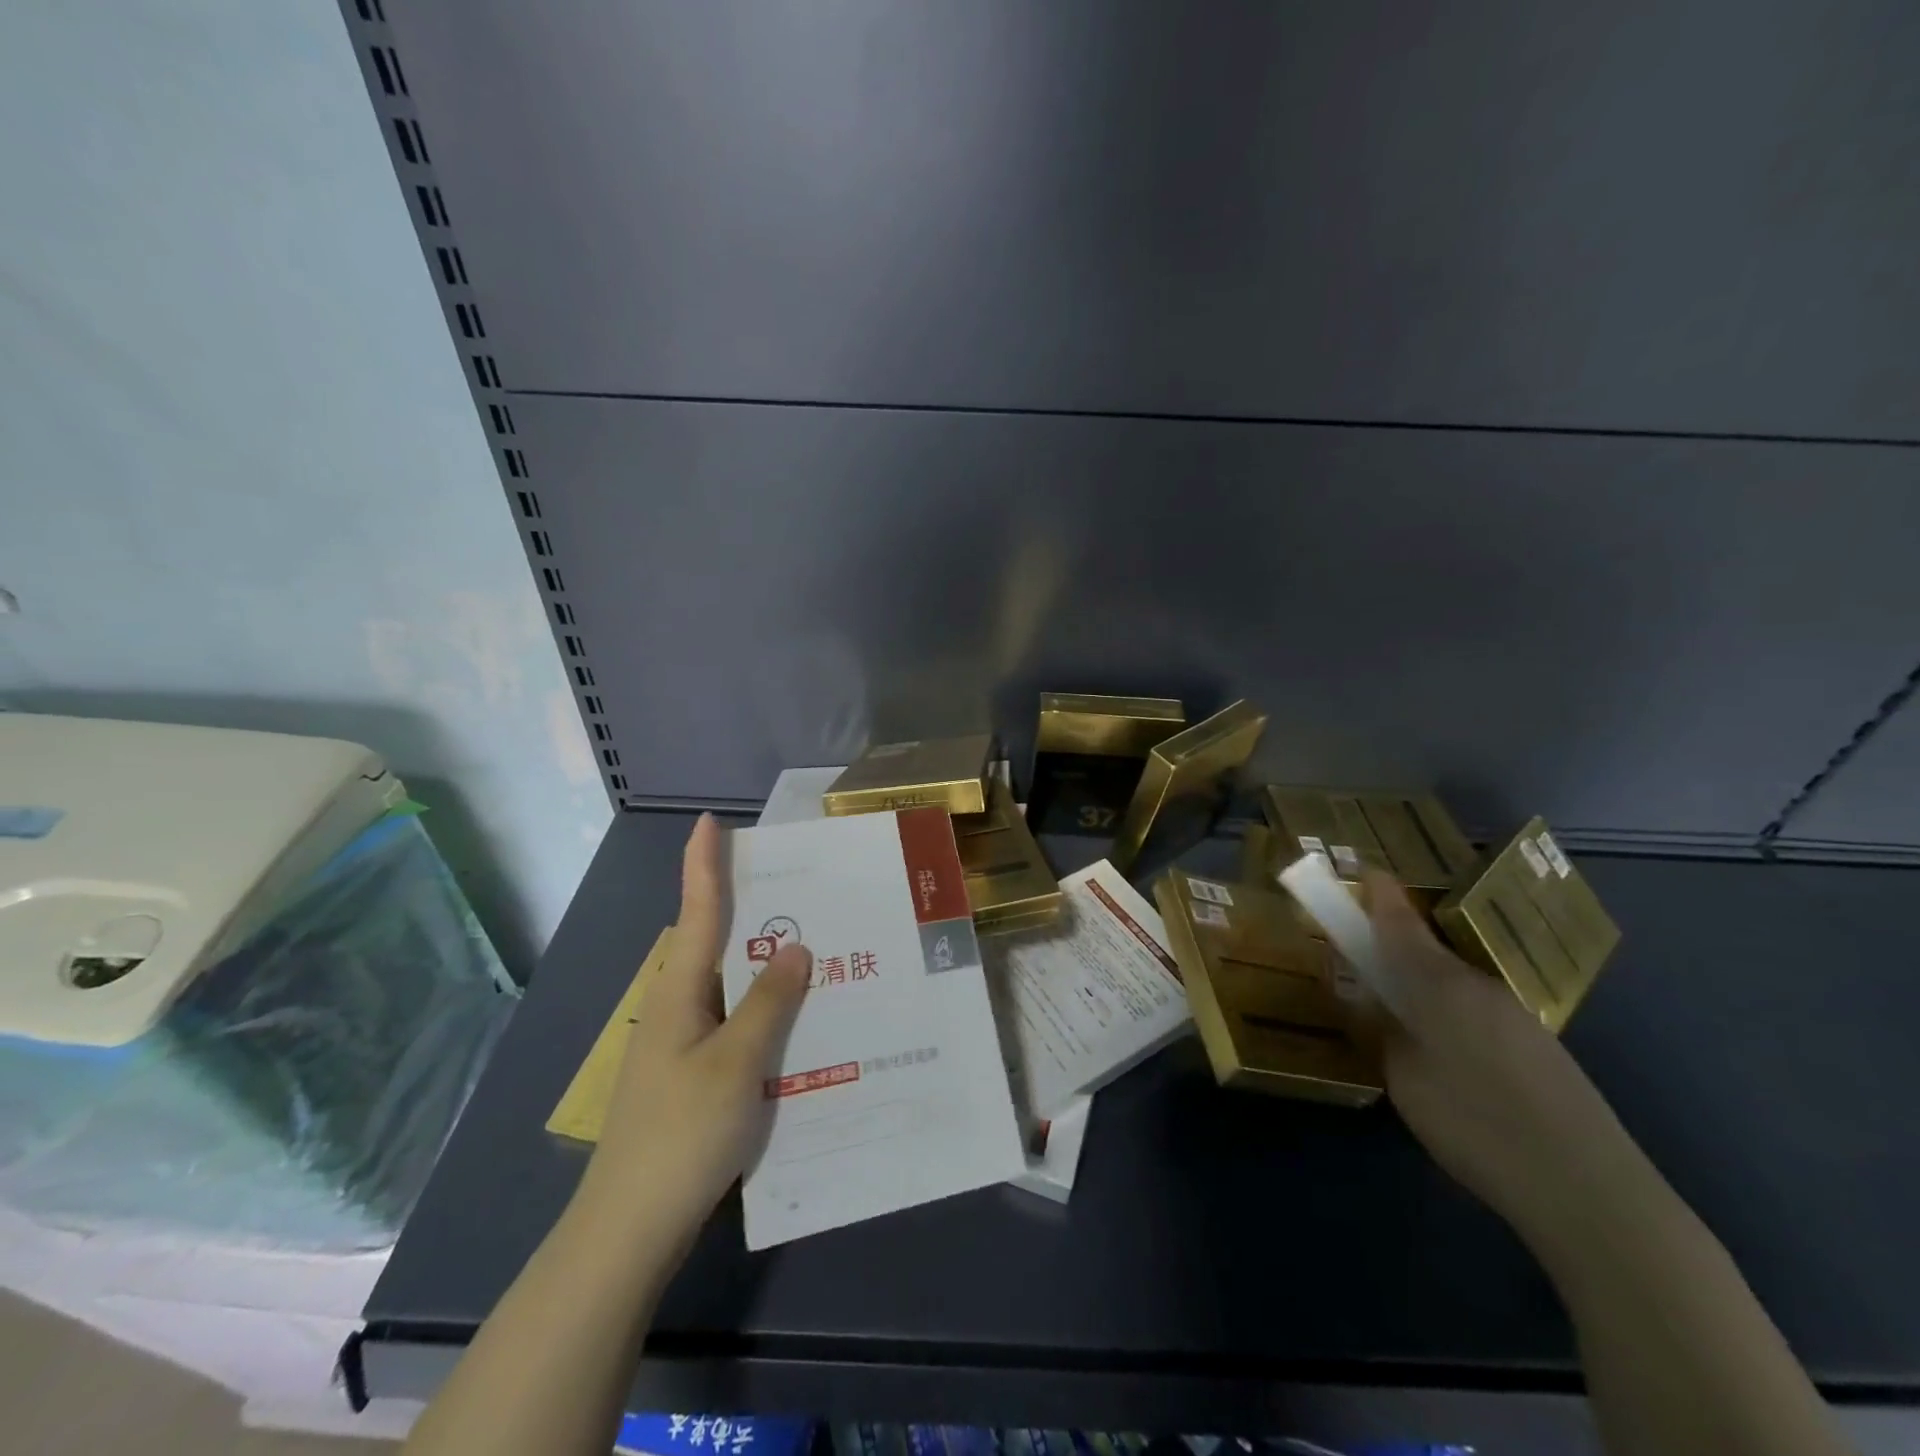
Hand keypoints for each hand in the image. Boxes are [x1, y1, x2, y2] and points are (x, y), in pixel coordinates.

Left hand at [582, 814, 810, 1243]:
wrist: (629, 1228)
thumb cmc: (682, 1134)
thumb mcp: (738, 1063)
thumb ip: (769, 1001)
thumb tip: (797, 947)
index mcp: (679, 991)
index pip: (696, 912)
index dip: (703, 864)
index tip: (709, 822)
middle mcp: (676, 1006)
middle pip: (713, 941)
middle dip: (748, 908)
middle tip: (800, 885)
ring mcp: (681, 1043)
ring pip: (728, 985)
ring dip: (763, 962)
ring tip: (813, 944)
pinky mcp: (691, 1074)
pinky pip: (733, 1021)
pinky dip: (763, 1007)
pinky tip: (797, 1017)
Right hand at [1359, 872, 1639, 1241]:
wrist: (1594, 1192)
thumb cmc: (1478, 1125)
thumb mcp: (1406, 1081)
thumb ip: (1385, 1035)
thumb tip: (1381, 1011)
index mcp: (1439, 985)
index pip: (1399, 925)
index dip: (1379, 896)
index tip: (1364, 871)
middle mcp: (1479, 987)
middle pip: (1427, 953)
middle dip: (1394, 950)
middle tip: (1366, 977)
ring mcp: (1516, 1016)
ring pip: (1454, 986)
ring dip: (1424, 989)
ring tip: (1408, 1034)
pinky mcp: (1541, 1048)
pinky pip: (1479, 1013)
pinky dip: (1453, 1018)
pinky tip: (1456, 1067)